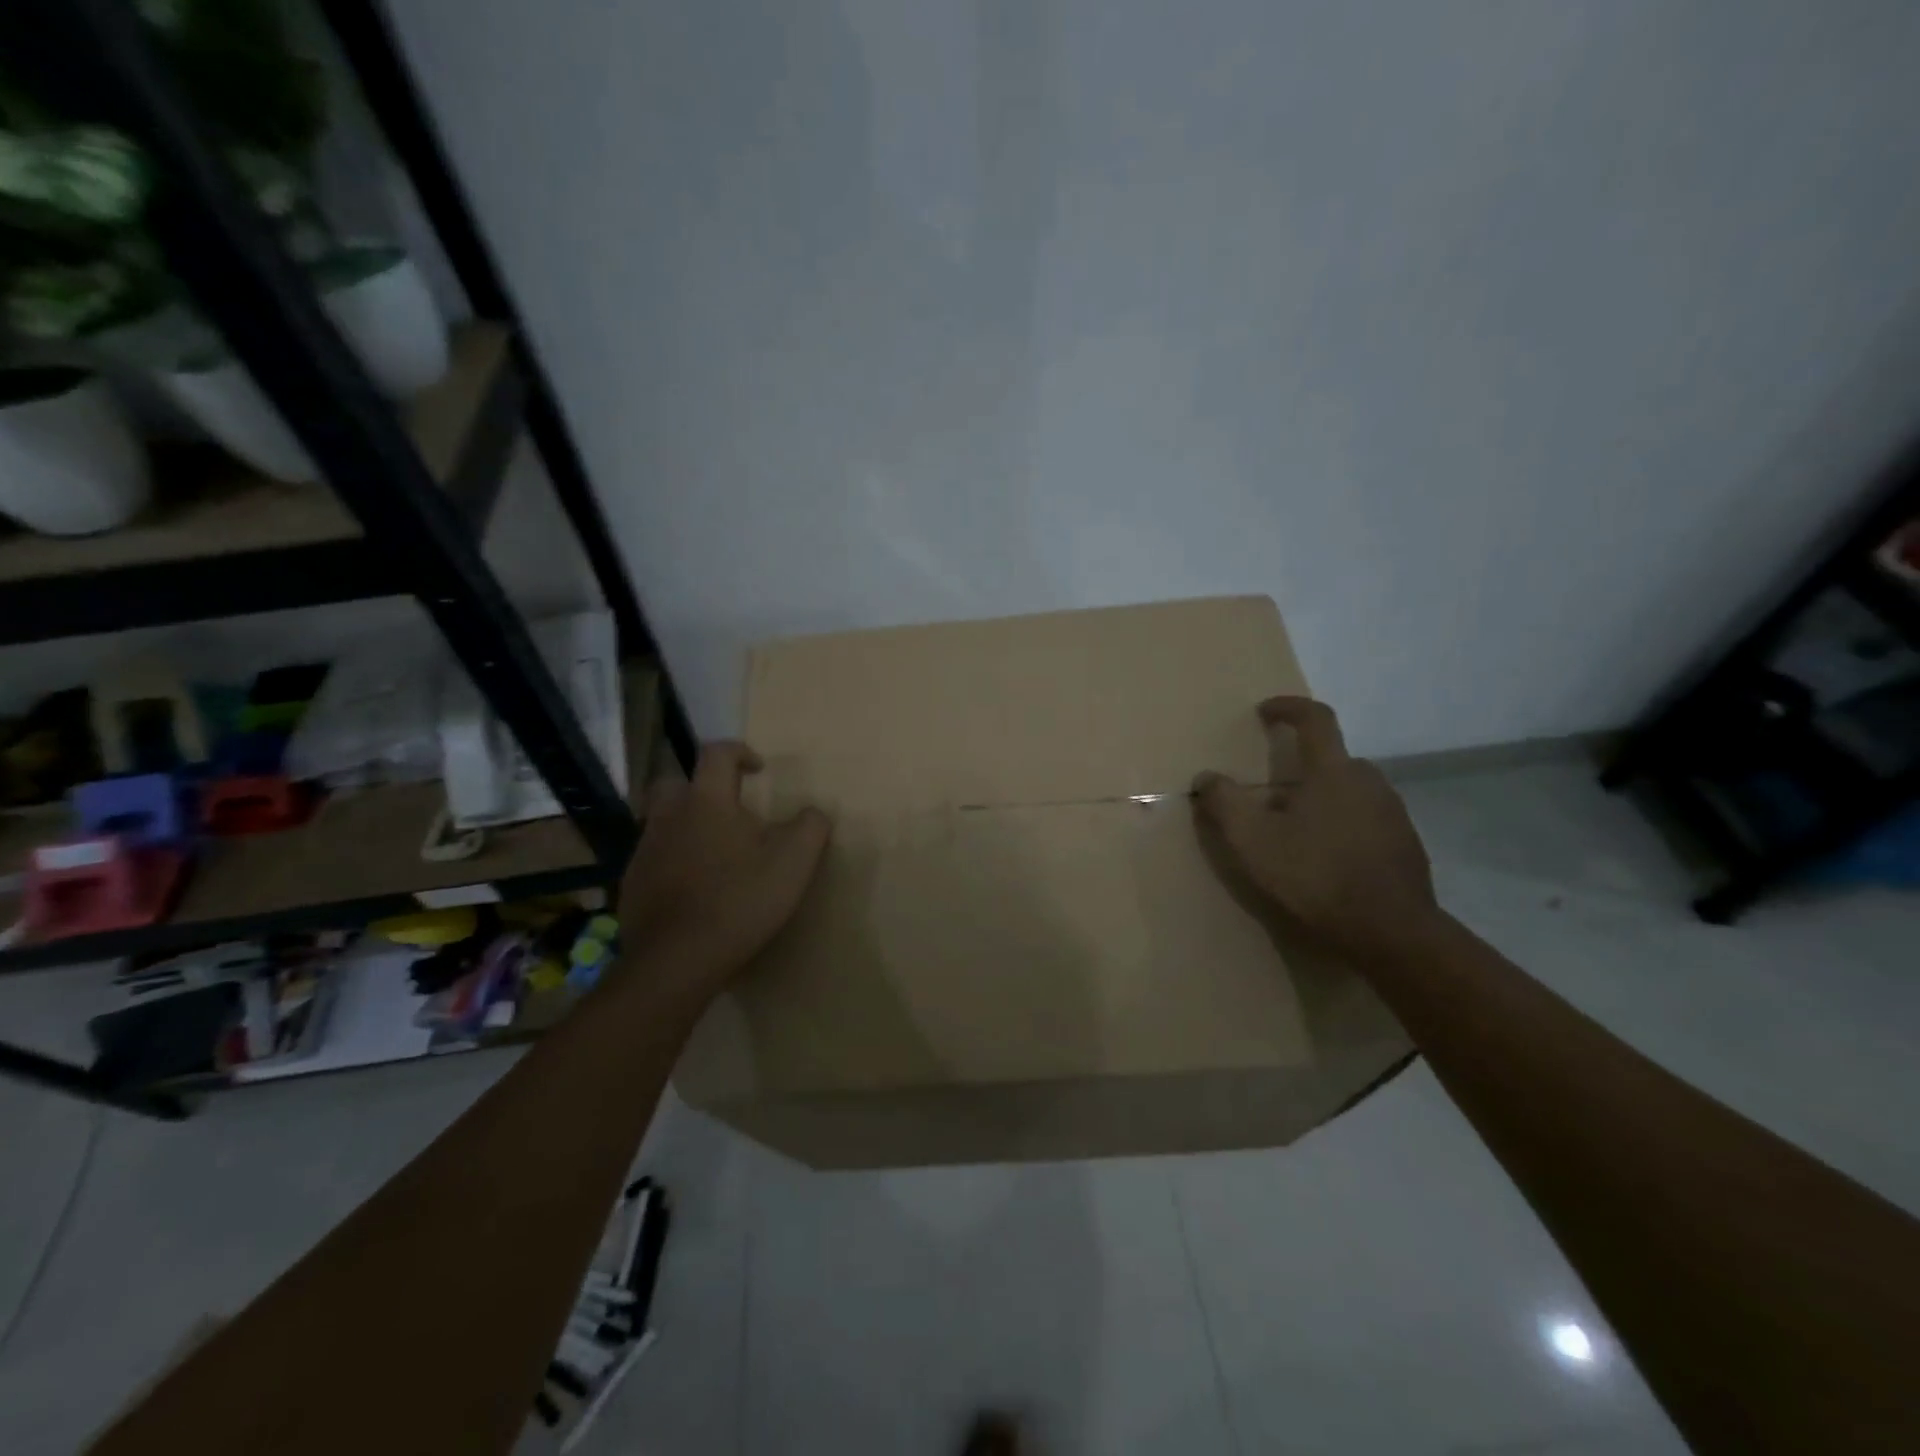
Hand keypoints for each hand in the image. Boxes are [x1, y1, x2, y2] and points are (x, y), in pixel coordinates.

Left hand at [616, 742, 830, 996]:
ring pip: (662, 822)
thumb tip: (814, 812)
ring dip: (686, 826)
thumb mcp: (795, 861)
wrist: (678, 960)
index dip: (739, 752)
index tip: (758, 770)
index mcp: (707, 801)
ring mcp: (645, 851)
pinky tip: (694, 889)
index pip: (716, 753)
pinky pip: (653, 859)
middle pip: (675, 782)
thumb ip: (811, 826)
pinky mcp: (631, 885)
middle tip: (727, 809)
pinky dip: (673, 863)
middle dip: (700, 787)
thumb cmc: (740, 899)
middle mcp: (669, 816)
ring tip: (715, 854)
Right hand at [1192, 697, 1441, 963]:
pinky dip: (1344, 827)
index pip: (1315, 719)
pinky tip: (1327, 860)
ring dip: (1323, 800)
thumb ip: (1224, 803)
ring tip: (1297, 833)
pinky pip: (1368, 821)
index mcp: (1333, 771)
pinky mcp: (1406, 845)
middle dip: (1302, 768)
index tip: (1265, 711)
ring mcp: (1394, 814)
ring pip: (1351, 792)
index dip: (1289, 708)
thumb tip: (1207, 777)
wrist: (1391, 933)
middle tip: (1273, 795)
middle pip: (1333, 759)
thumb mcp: (1253, 841)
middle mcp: (1369, 782)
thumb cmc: (1315, 876)